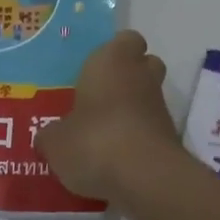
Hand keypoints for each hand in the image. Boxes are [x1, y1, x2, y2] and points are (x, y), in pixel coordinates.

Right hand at [34, 30, 181, 202]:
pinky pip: (151, 129)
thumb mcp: (55, 142)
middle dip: (127, 77)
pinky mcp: (170, 138)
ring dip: (132, 110)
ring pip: (147, 98)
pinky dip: (138, 138)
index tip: (95, 69)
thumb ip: (51, 135)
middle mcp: (141, 76)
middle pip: (144, 65)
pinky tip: (116, 158)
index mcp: (112, 61)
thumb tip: (48, 136)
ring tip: (103, 133)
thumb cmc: (94, 141)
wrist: (146, 180)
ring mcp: (160, 107)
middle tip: (99, 96)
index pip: (126, 39)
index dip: (114, 52)